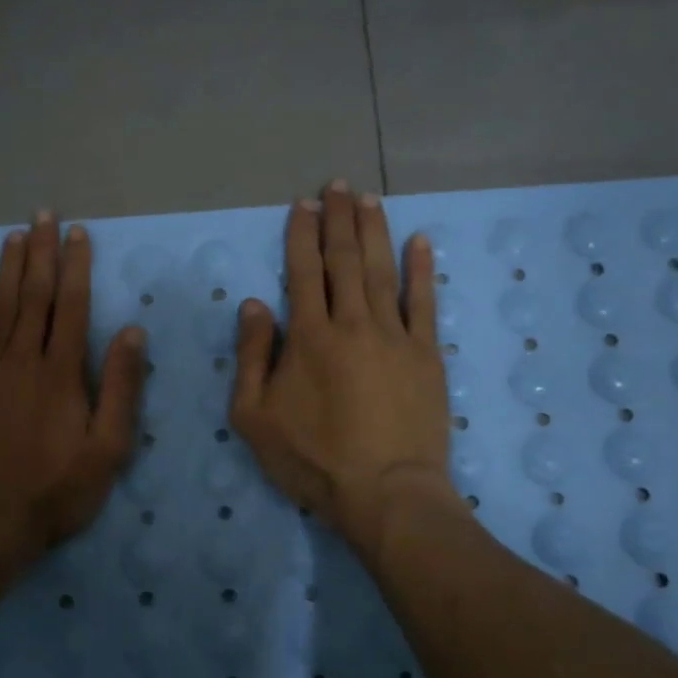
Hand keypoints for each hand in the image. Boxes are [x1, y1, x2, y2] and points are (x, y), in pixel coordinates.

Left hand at [0, 211, 148, 568]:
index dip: (75, 267)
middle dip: (41, 253)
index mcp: (62, 374)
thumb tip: (131, 332)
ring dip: (7, 269)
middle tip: (44, 215)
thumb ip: (120, 387)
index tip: (78, 234)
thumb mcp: (108, 448)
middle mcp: (23, 361)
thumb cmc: (56, 491)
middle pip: (34, 296)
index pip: (72, 307)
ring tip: (14, 235)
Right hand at [229, 181, 456, 564]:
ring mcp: (394, 336)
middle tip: (338, 186)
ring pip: (382, 271)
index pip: (303, 272)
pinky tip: (420, 241)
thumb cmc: (313, 460)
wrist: (385, 492)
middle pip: (344, 260)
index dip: (302, 234)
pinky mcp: (426, 355)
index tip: (304, 205)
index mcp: (308, 336)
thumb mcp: (254, 418)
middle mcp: (352, 323)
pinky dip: (422, 269)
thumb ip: (251, 357)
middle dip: (339, 220)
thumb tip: (254, 304)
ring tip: (370, 200)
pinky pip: (424, 303)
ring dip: (375, 232)